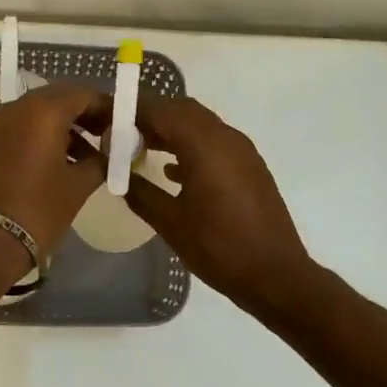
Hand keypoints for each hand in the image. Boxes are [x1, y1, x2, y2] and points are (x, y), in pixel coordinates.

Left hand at [0, 83, 110, 260]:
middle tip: (101, 134)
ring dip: (58, 125)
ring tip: (79, 153)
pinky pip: (15, 128)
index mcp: (43, 111)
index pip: (81, 94)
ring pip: (33, 112)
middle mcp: (16, 108)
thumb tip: (106, 153)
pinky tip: (49, 161)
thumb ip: (98, 161)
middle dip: (81, 113)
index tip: (118, 123)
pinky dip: (34, 136)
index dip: (104, 106)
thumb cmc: (39, 210)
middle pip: (56, 98)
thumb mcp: (78, 186)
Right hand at [124, 94, 317, 318]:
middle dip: (152, 117)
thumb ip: (139, 192)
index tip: (109, 122)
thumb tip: (116, 173)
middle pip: (182, 110)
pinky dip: (191, 144)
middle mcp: (225, 137)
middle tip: (124, 135)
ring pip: (200, 123)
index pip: (161, 111)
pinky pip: (214, 140)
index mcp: (204, 145)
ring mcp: (242, 149)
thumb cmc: (219, 248)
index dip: (133, 112)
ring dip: (172, 129)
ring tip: (143, 149)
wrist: (277, 276)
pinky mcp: (250, 165)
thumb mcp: (170, 223)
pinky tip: (173, 171)